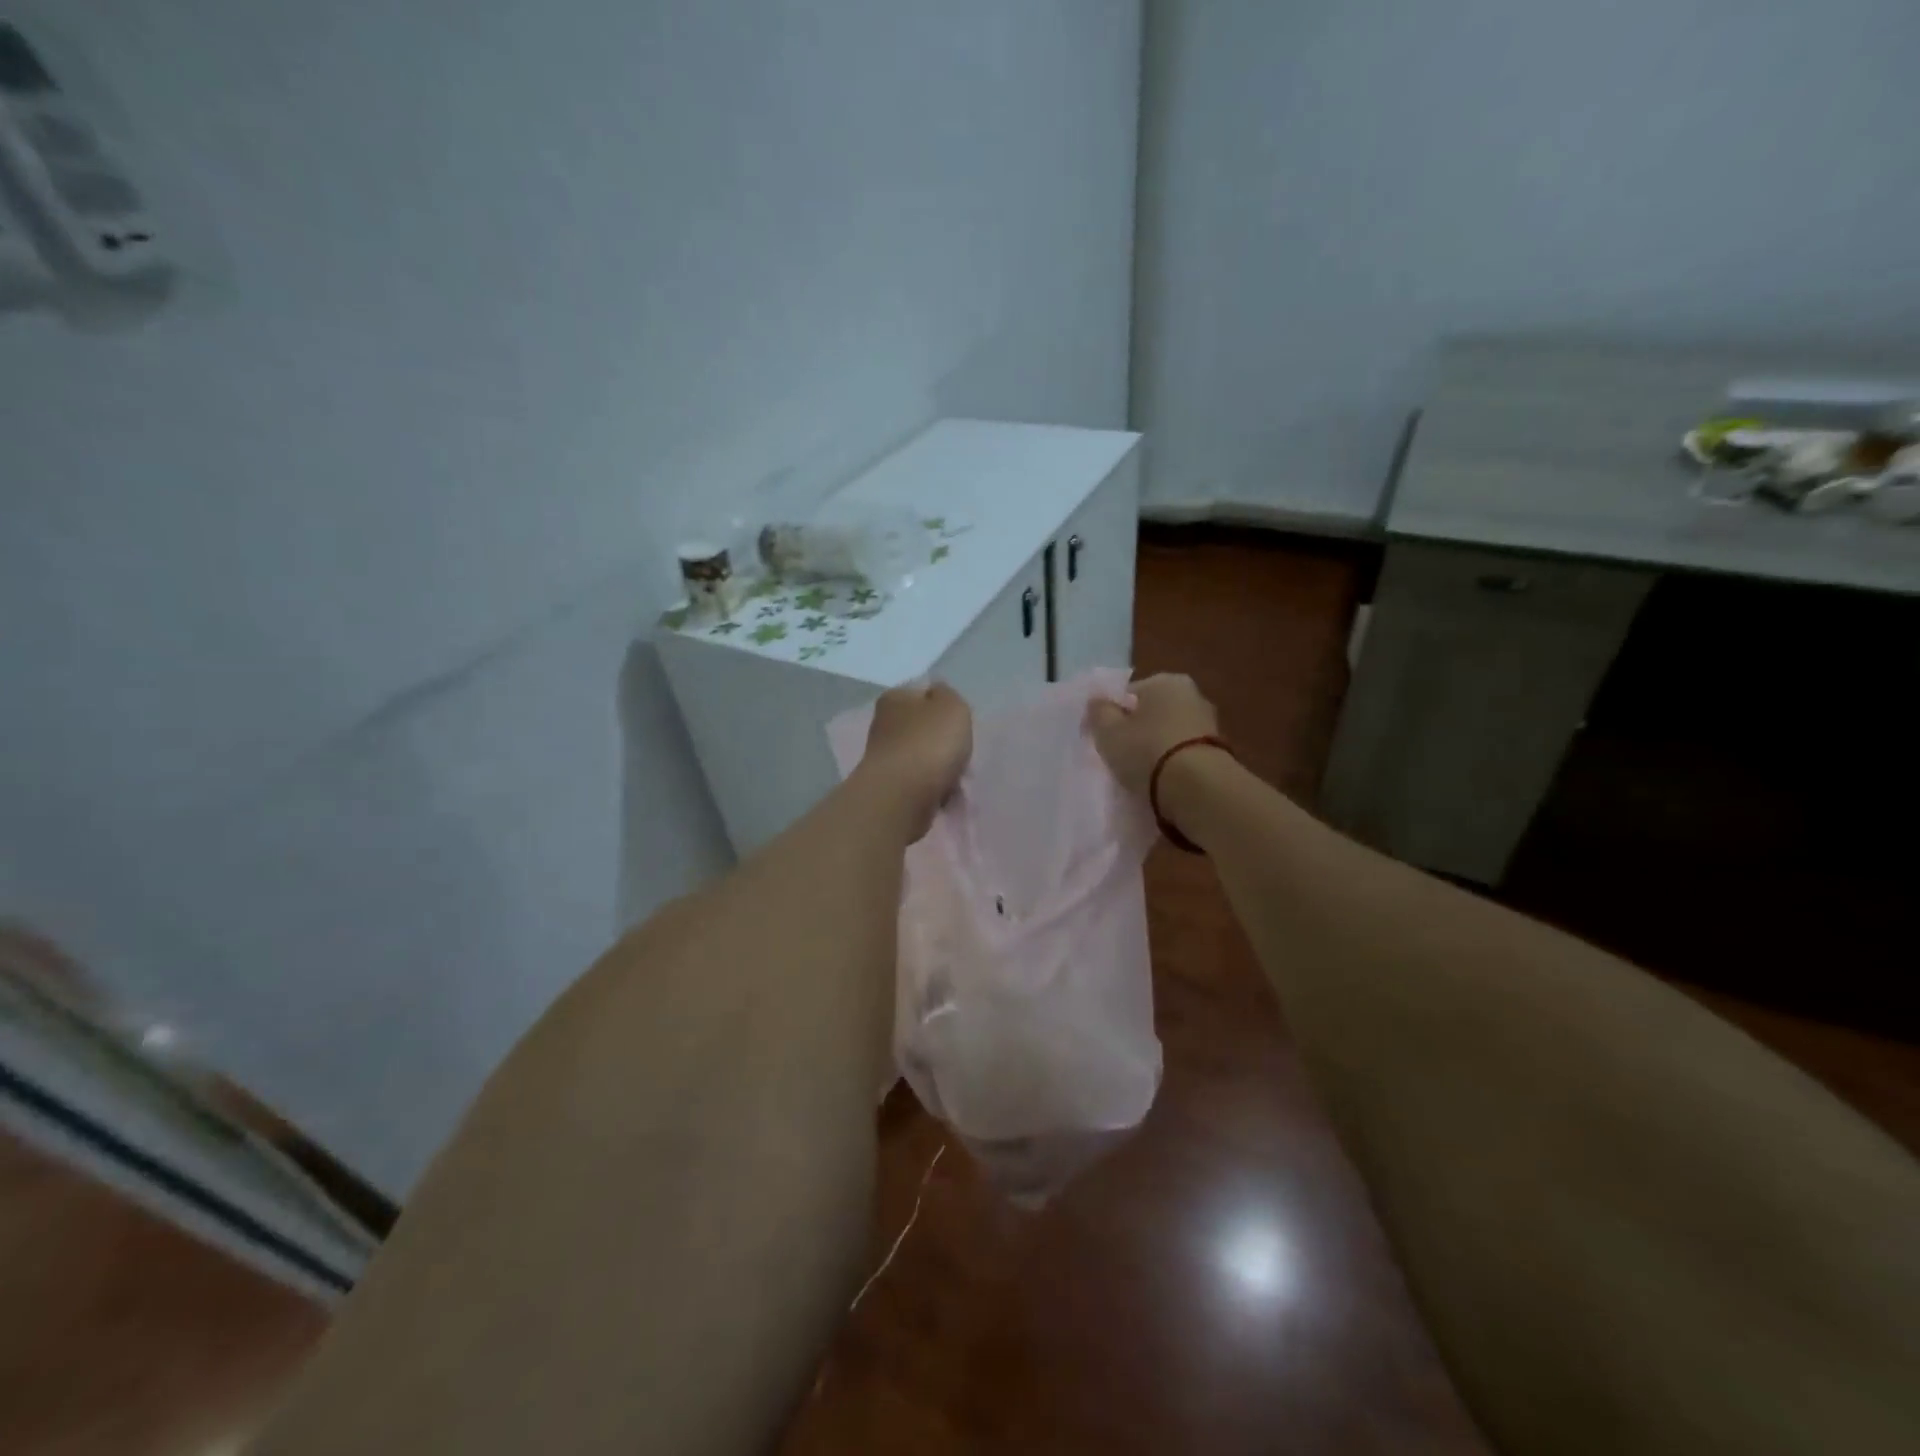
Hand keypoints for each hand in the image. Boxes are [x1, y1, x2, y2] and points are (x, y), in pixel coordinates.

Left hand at [857, 681, 972, 841]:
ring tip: (955, 782)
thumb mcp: (952, 705)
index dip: (944, 708)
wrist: (903, 796)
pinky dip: (932, 789)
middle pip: (923, 729)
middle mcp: (883, 724)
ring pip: (922, 758)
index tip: (959, 726)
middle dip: (943, 744)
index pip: (922, 694)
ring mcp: (883, 757)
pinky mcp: (888, 786)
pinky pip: (919, 783)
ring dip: (940, 769)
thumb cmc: (930, 743)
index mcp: (894, 698)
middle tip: (961, 756)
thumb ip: (948, 695)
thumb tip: (937, 695)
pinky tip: (943, 797)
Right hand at [1085, 673, 1220, 796]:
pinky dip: (1172, 764)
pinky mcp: (1218, 752)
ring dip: (1155, 749)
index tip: (1102, 738)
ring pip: (1168, 734)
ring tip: (1139, 774)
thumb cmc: (1147, 751)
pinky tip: (1160, 782)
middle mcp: (1191, 694)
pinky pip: (1183, 754)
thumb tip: (1098, 701)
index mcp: (1164, 681)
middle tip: (1118, 756)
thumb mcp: (1108, 731)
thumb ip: (1099, 712)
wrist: (1198, 789)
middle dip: (1136, 731)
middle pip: (1151, 712)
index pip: (1128, 694)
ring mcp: (1209, 723)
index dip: (1111, 715)